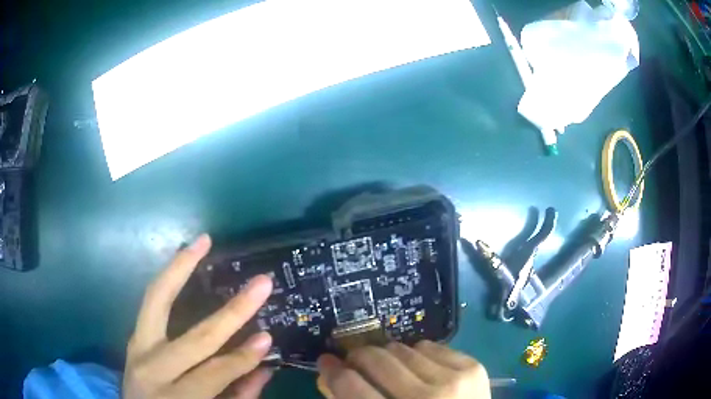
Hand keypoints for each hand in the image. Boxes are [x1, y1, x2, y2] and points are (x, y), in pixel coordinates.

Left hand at [123, 234, 274, 398]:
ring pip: (156, 299)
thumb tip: (264, 367)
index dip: (243, 357)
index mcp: (175, 398)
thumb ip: (237, 396)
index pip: (215, 373)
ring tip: (202, 241)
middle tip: (262, 283)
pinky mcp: (133, 336)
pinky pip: (149, 300)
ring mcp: (137, 347)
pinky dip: (167, 278)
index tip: (267, 337)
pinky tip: (181, 259)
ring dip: (180, 267)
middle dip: (233, 312)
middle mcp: (152, 369)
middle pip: (195, 338)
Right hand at [317, 340, 489, 398]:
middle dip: (359, 357)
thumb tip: (330, 374)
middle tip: (356, 362)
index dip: (332, 370)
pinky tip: (420, 370)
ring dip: (389, 356)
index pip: (348, 385)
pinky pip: (431, 346)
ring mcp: (453, 381)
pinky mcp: (472, 368)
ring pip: (402, 349)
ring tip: (391, 369)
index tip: (328, 362)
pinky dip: (418, 355)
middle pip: (376, 359)